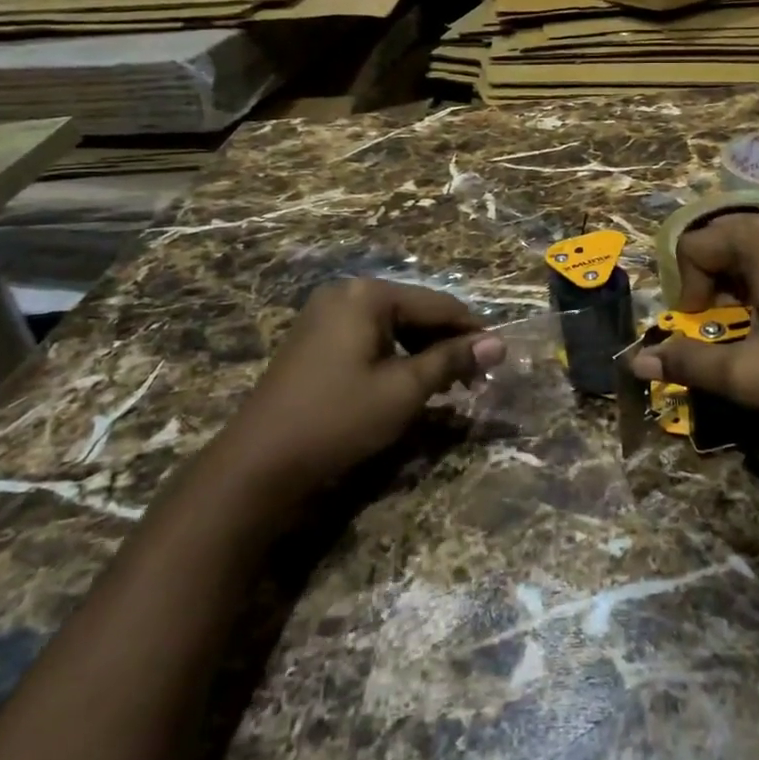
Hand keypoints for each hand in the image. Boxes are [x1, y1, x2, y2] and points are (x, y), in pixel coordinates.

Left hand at [214, 279, 504, 494]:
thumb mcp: (404, 390)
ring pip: (394, 326)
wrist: (258, 465)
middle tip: (475, 379)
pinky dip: (396, 358)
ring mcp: (326, 316)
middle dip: (447, 344)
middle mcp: (346, 294)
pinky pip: (370, 338)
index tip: (500, 358)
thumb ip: (452, 360)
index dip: (472, 331)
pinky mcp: (315, 341)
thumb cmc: (338, 419)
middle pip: (415, 311)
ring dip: (424, 352)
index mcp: (367, 295)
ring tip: (448, 385)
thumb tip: (499, 343)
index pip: (438, 304)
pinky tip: (410, 383)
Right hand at [629, 207, 758, 453]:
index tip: (702, 325)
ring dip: (747, 259)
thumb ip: (688, 363)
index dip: (687, 287)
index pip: (695, 246)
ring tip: (757, 298)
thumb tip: (637, 360)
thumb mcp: (745, 376)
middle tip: (724, 315)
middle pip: (726, 232)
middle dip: (712, 272)